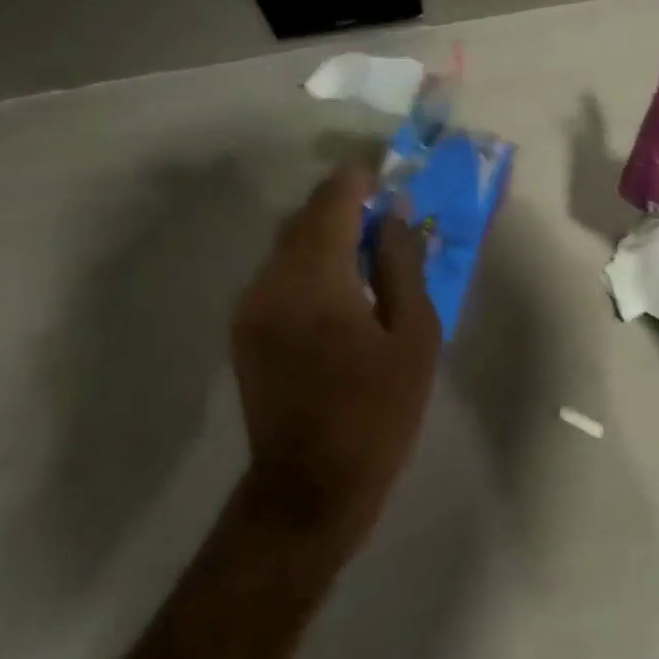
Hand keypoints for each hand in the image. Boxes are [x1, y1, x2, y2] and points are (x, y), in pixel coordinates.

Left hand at [232, 164, 441, 558]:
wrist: (309, 489)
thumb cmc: (376, 412)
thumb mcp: (413, 336)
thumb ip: (402, 265)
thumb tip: (395, 215)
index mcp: (315, 278)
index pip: (333, 199)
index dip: (362, 176)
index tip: (392, 170)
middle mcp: (271, 280)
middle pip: (306, 215)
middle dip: (346, 203)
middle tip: (389, 210)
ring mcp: (251, 304)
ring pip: (290, 242)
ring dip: (328, 232)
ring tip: (370, 246)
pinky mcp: (245, 327)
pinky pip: (280, 271)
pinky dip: (311, 260)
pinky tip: (343, 284)